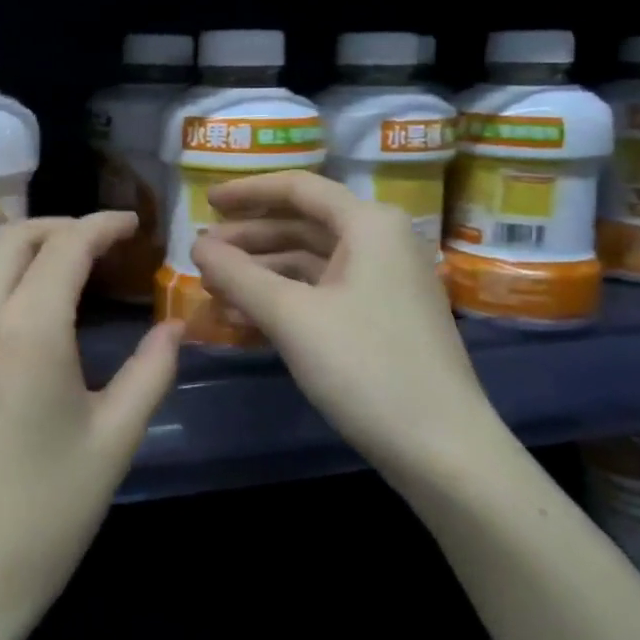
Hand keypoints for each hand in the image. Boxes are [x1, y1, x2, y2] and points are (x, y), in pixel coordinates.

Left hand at [0, 213, 180, 639]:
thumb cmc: (45, 514)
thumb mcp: (114, 441)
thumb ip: (151, 371)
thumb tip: (174, 325)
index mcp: (27, 331)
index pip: (65, 246)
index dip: (103, 225)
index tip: (136, 224)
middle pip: (16, 237)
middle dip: (64, 225)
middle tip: (110, 242)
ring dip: (36, 248)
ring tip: (84, 268)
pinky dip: (14, 277)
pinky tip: (47, 306)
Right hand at [189, 172, 498, 481]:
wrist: (443, 450)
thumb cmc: (366, 367)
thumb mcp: (292, 317)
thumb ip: (239, 275)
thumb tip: (197, 244)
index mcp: (369, 225)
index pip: (298, 188)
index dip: (247, 192)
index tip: (206, 202)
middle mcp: (381, 242)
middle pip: (302, 225)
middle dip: (249, 240)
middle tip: (201, 254)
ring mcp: (384, 283)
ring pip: (309, 263)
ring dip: (261, 274)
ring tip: (213, 289)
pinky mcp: (382, 319)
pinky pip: (322, 293)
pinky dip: (284, 300)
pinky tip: (244, 319)